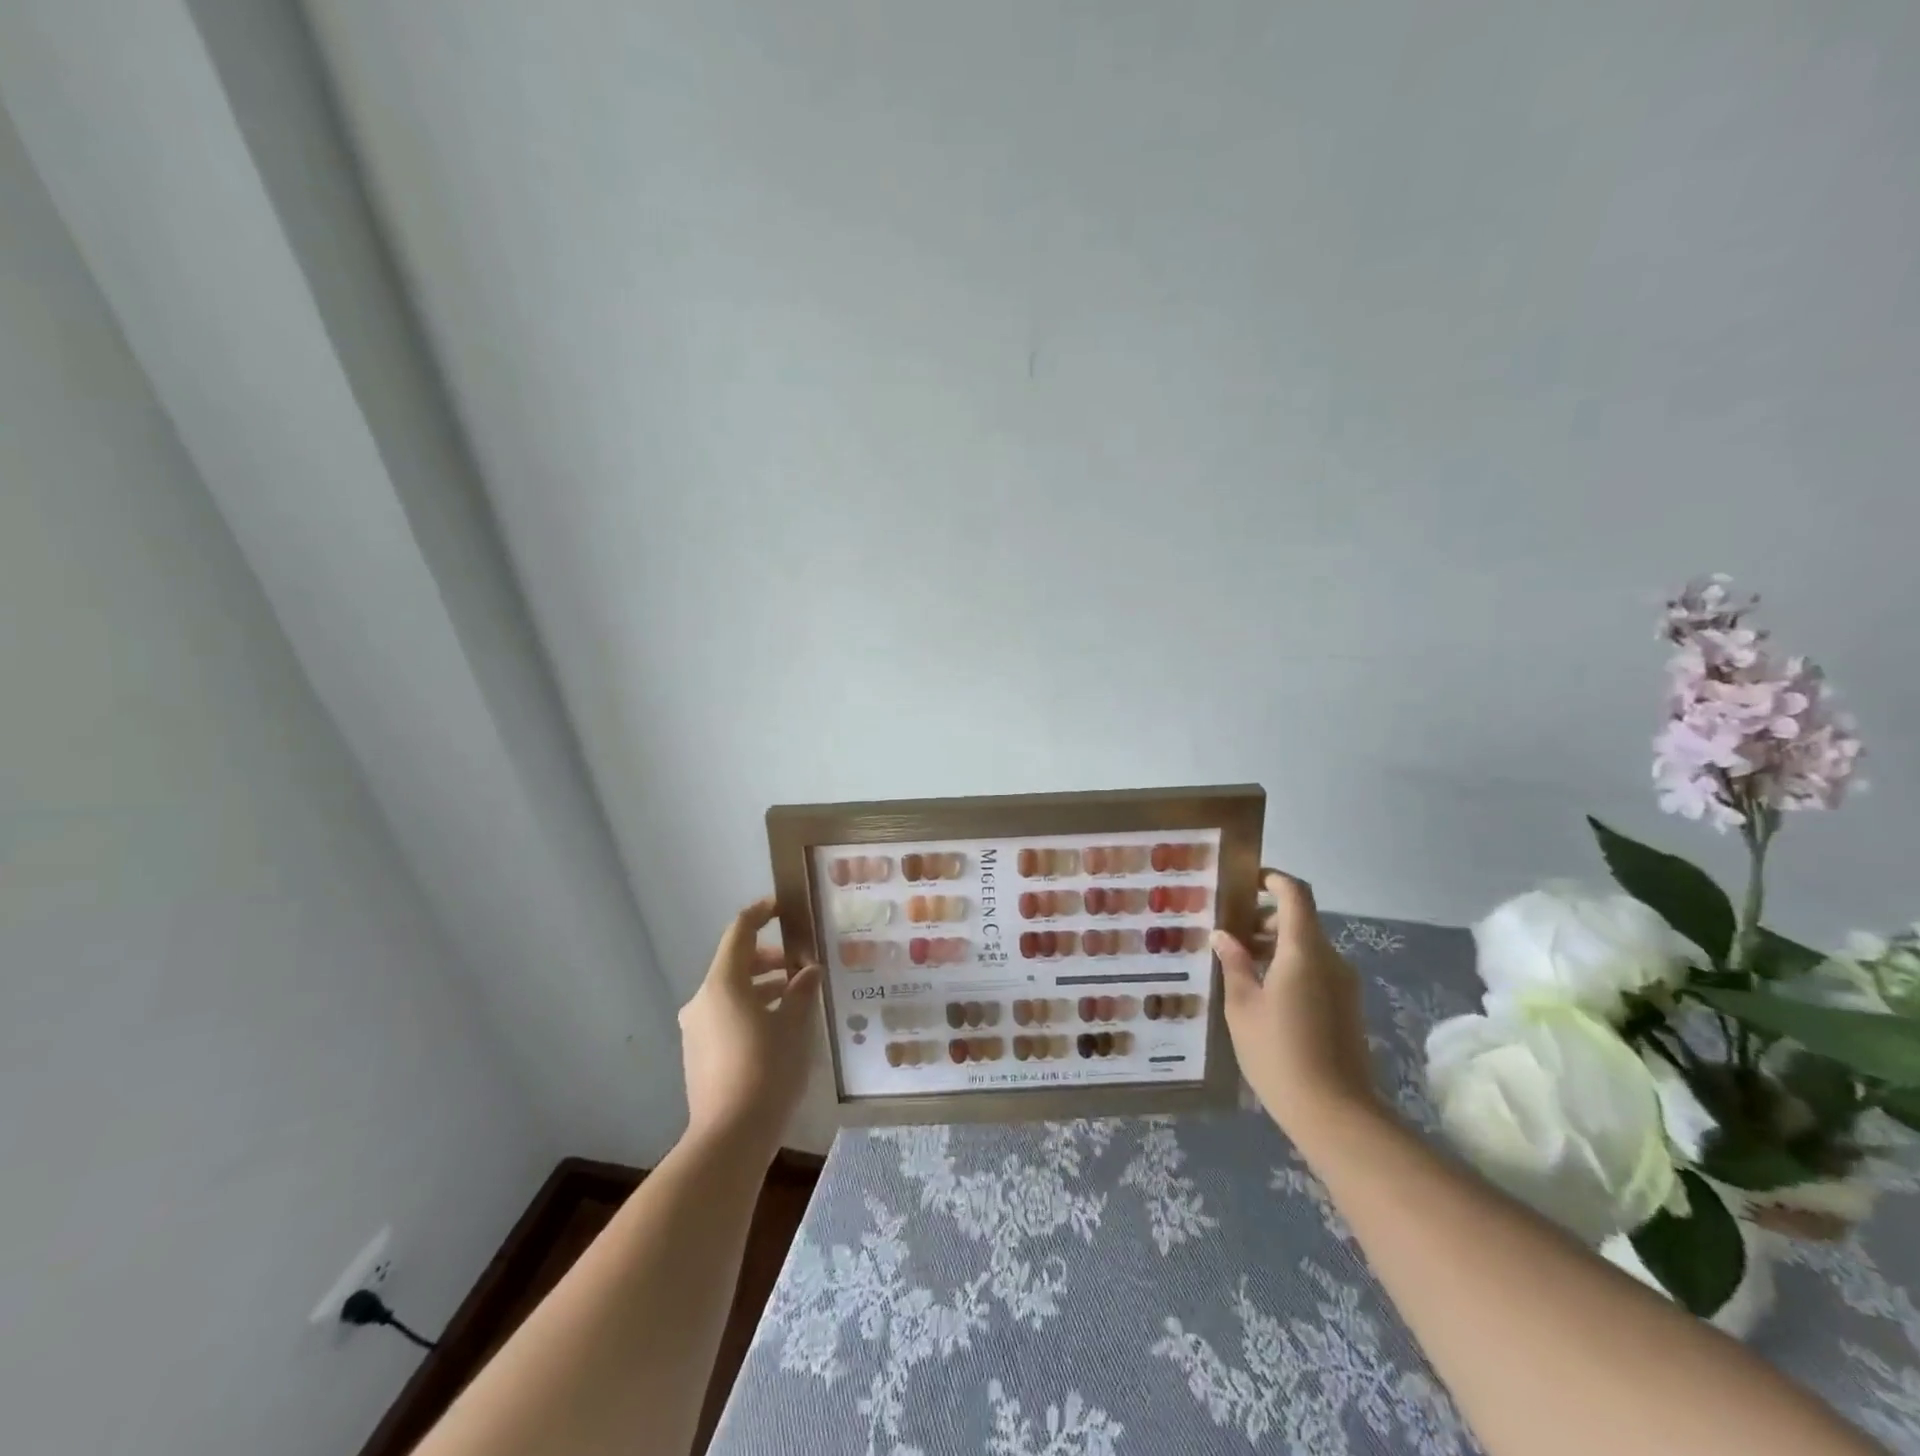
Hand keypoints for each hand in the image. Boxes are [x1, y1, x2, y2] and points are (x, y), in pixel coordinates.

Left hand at [678, 896, 821, 1158]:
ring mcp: (697, 1029)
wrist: (730, 1137)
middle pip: (736, 963)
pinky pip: (726, 1016)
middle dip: (771, 959)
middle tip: (803, 964)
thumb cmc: (766, 1070)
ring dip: (763, 987)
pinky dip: (751, 1010)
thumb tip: (808, 971)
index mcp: (722, 984)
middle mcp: (703, 1000)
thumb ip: (802, 991)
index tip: (783, 907)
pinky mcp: (699, 1054)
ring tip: (798, 996)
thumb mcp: (794, 1025)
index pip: (740, 932)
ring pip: (732, 992)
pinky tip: (779, 1026)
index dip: (761, 914)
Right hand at [1212, 870, 1379, 1135]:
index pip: (1295, 894)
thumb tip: (1224, 935)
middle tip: (1228, 933)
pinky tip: (1262, 994)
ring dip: (1275, 946)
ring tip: (1239, 966)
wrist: (1336, 1114)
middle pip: (1300, 920)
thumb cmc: (1278, 1053)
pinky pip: (1315, 970)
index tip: (1246, 881)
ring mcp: (1343, 985)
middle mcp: (1330, 960)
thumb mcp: (1242, 1007)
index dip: (1273, 880)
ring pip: (1307, 947)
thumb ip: (1234, 964)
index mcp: (1303, 951)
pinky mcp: (1346, 1007)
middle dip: (1264, 919)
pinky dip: (1289, 967)